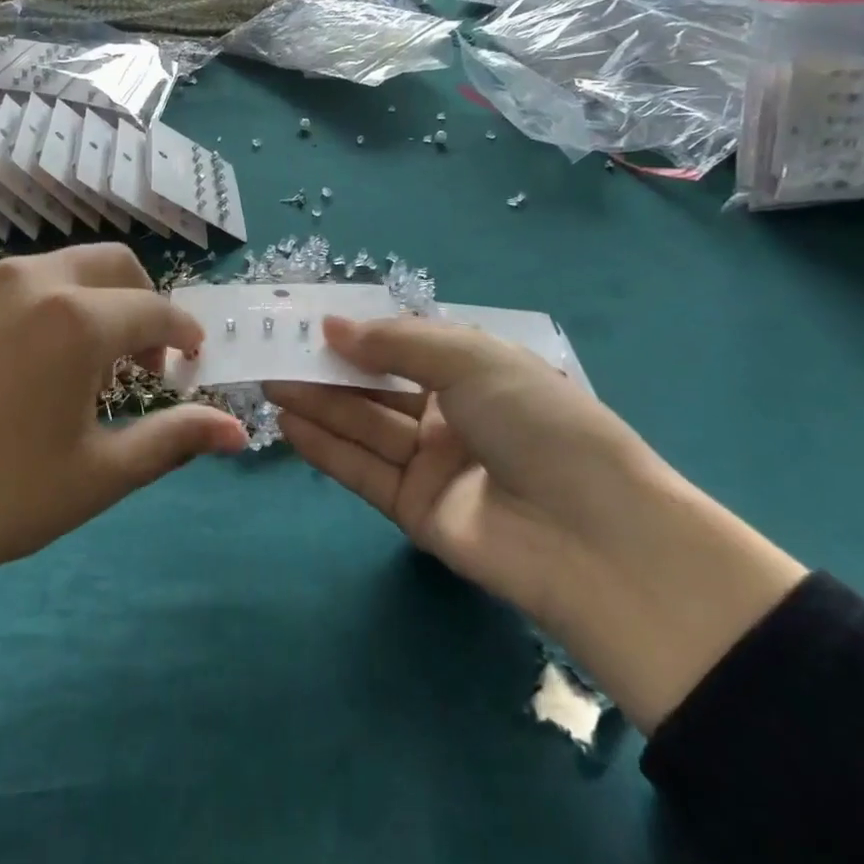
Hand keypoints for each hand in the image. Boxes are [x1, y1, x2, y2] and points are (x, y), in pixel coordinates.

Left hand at [0, 245, 246, 596]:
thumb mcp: (97, 474)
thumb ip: (173, 440)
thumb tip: (238, 430)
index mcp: (79, 319)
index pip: (156, 311)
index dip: (184, 335)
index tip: (192, 363)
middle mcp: (37, 281)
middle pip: (116, 265)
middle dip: (144, 304)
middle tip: (144, 363)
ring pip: (69, 266)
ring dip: (99, 299)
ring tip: (90, 362)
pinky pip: (26, 280)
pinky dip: (55, 301)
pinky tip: (38, 357)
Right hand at [267, 317, 804, 733]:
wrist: (597, 541)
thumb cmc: (540, 424)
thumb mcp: (474, 360)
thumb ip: (397, 343)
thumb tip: (331, 327)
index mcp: (477, 373)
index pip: (405, 347)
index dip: (359, 335)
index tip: (309, 323)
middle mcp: (453, 416)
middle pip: (377, 388)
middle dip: (327, 369)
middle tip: (271, 352)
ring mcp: (433, 466)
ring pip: (364, 427)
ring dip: (317, 404)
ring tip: (267, 381)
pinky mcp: (416, 512)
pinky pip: (363, 472)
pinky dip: (325, 448)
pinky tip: (287, 424)